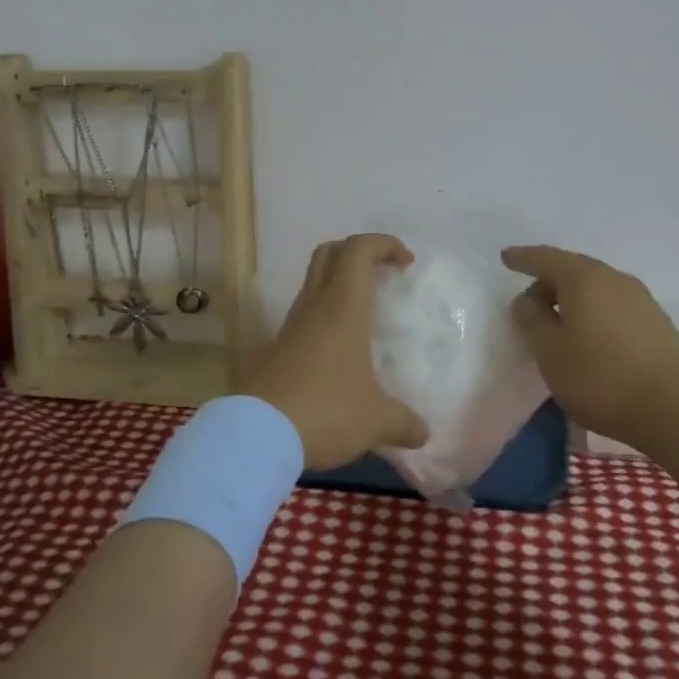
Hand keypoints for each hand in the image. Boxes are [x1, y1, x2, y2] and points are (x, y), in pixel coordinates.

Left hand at [248, 234, 430, 470]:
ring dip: (339, 284)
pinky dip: (325, 316)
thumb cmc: (326, 411)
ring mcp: (291, 326)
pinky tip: (340, 351)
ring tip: (365, 314)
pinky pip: (304, 315)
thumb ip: (403, 423)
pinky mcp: (276, 349)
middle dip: (358, 252)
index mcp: (343, 308)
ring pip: (314, 282)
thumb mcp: (375, 421)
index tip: (406, 262)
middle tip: (382, 273)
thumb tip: (423, 433)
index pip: (359, 250)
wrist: (256, 435)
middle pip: (330, 253)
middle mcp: (315, 307)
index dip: (384, 244)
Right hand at [501, 245, 678, 447]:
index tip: (505, 258)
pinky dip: (593, 312)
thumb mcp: (550, 352)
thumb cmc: (601, 378)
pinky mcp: (656, 322)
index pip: (545, 258)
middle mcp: (613, 278)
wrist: (677, 410)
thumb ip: (531, 321)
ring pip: (595, 288)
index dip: (523, 258)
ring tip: (557, 325)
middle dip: (547, 282)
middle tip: (528, 305)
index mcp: (583, 278)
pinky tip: (588, 338)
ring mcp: (640, 298)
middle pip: (572, 270)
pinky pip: (612, 305)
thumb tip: (526, 300)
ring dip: (572, 300)